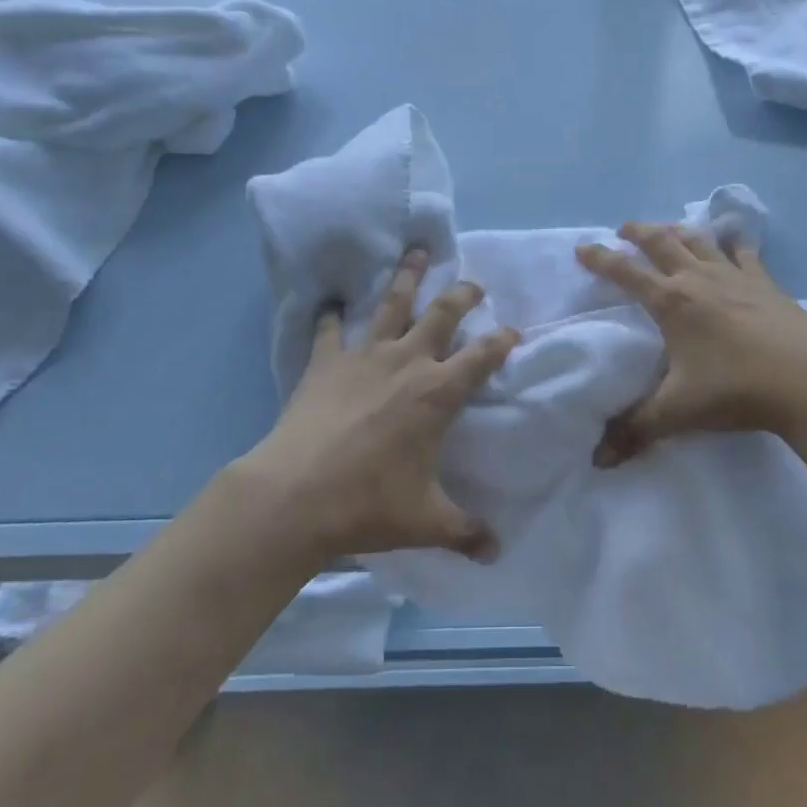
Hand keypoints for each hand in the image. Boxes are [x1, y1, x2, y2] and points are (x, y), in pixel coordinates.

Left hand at [245, 250, 518, 562]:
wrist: (294, 495)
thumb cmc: (367, 504)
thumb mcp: (425, 520)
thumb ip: (465, 531)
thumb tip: (497, 553)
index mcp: (437, 393)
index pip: (481, 357)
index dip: (501, 341)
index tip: (513, 331)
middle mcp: (406, 362)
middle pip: (442, 314)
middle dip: (462, 294)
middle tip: (474, 283)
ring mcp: (364, 356)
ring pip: (392, 305)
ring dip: (406, 277)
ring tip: (415, 252)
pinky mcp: (326, 361)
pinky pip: (330, 330)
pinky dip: (331, 315)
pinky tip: (331, 303)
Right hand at [576, 222, 806, 465]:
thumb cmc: (735, 390)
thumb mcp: (677, 411)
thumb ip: (636, 429)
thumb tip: (598, 460)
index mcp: (671, 302)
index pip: (626, 272)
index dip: (601, 259)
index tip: (583, 247)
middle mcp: (698, 279)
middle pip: (662, 243)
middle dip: (639, 232)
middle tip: (624, 228)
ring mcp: (735, 276)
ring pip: (699, 240)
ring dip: (678, 230)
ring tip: (667, 228)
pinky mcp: (766, 283)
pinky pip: (744, 253)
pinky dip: (734, 241)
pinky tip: (733, 237)